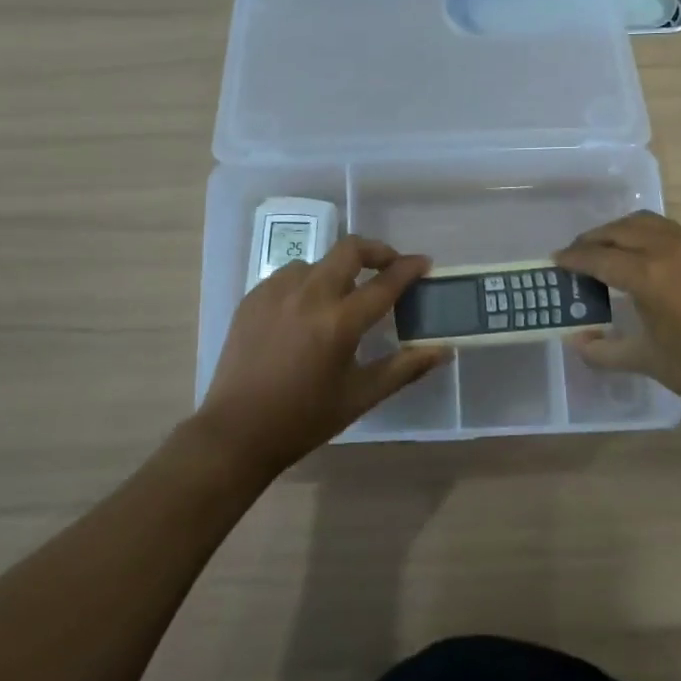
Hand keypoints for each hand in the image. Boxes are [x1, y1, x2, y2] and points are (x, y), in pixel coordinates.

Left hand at [197, 235, 447, 471]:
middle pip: (350, 249)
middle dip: (377, 251)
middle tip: (389, 266)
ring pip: (318, 262)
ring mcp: (276, 291)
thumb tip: (444, 351)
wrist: (236, 431)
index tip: (424, 263)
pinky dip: (308, 283)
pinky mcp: (253, 297)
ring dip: (338, 270)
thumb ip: (405, 368)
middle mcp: (309, 295)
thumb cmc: (304, 418)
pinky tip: (307, 310)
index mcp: (339, 321)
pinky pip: (289, 276)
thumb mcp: (361, 396)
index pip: (385, 282)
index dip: (409, 268)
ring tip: (343, 296)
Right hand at [554, 211, 680, 427]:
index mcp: (650, 275)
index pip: (600, 257)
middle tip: (577, 254)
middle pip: (622, 230)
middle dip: (595, 239)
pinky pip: (671, 232)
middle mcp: (671, 250)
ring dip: (622, 231)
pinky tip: (643, 258)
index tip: (556, 260)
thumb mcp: (647, 360)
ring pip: (648, 223)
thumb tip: (576, 340)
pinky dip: (648, 235)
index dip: (574, 258)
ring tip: (606, 250)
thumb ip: (604, 349)